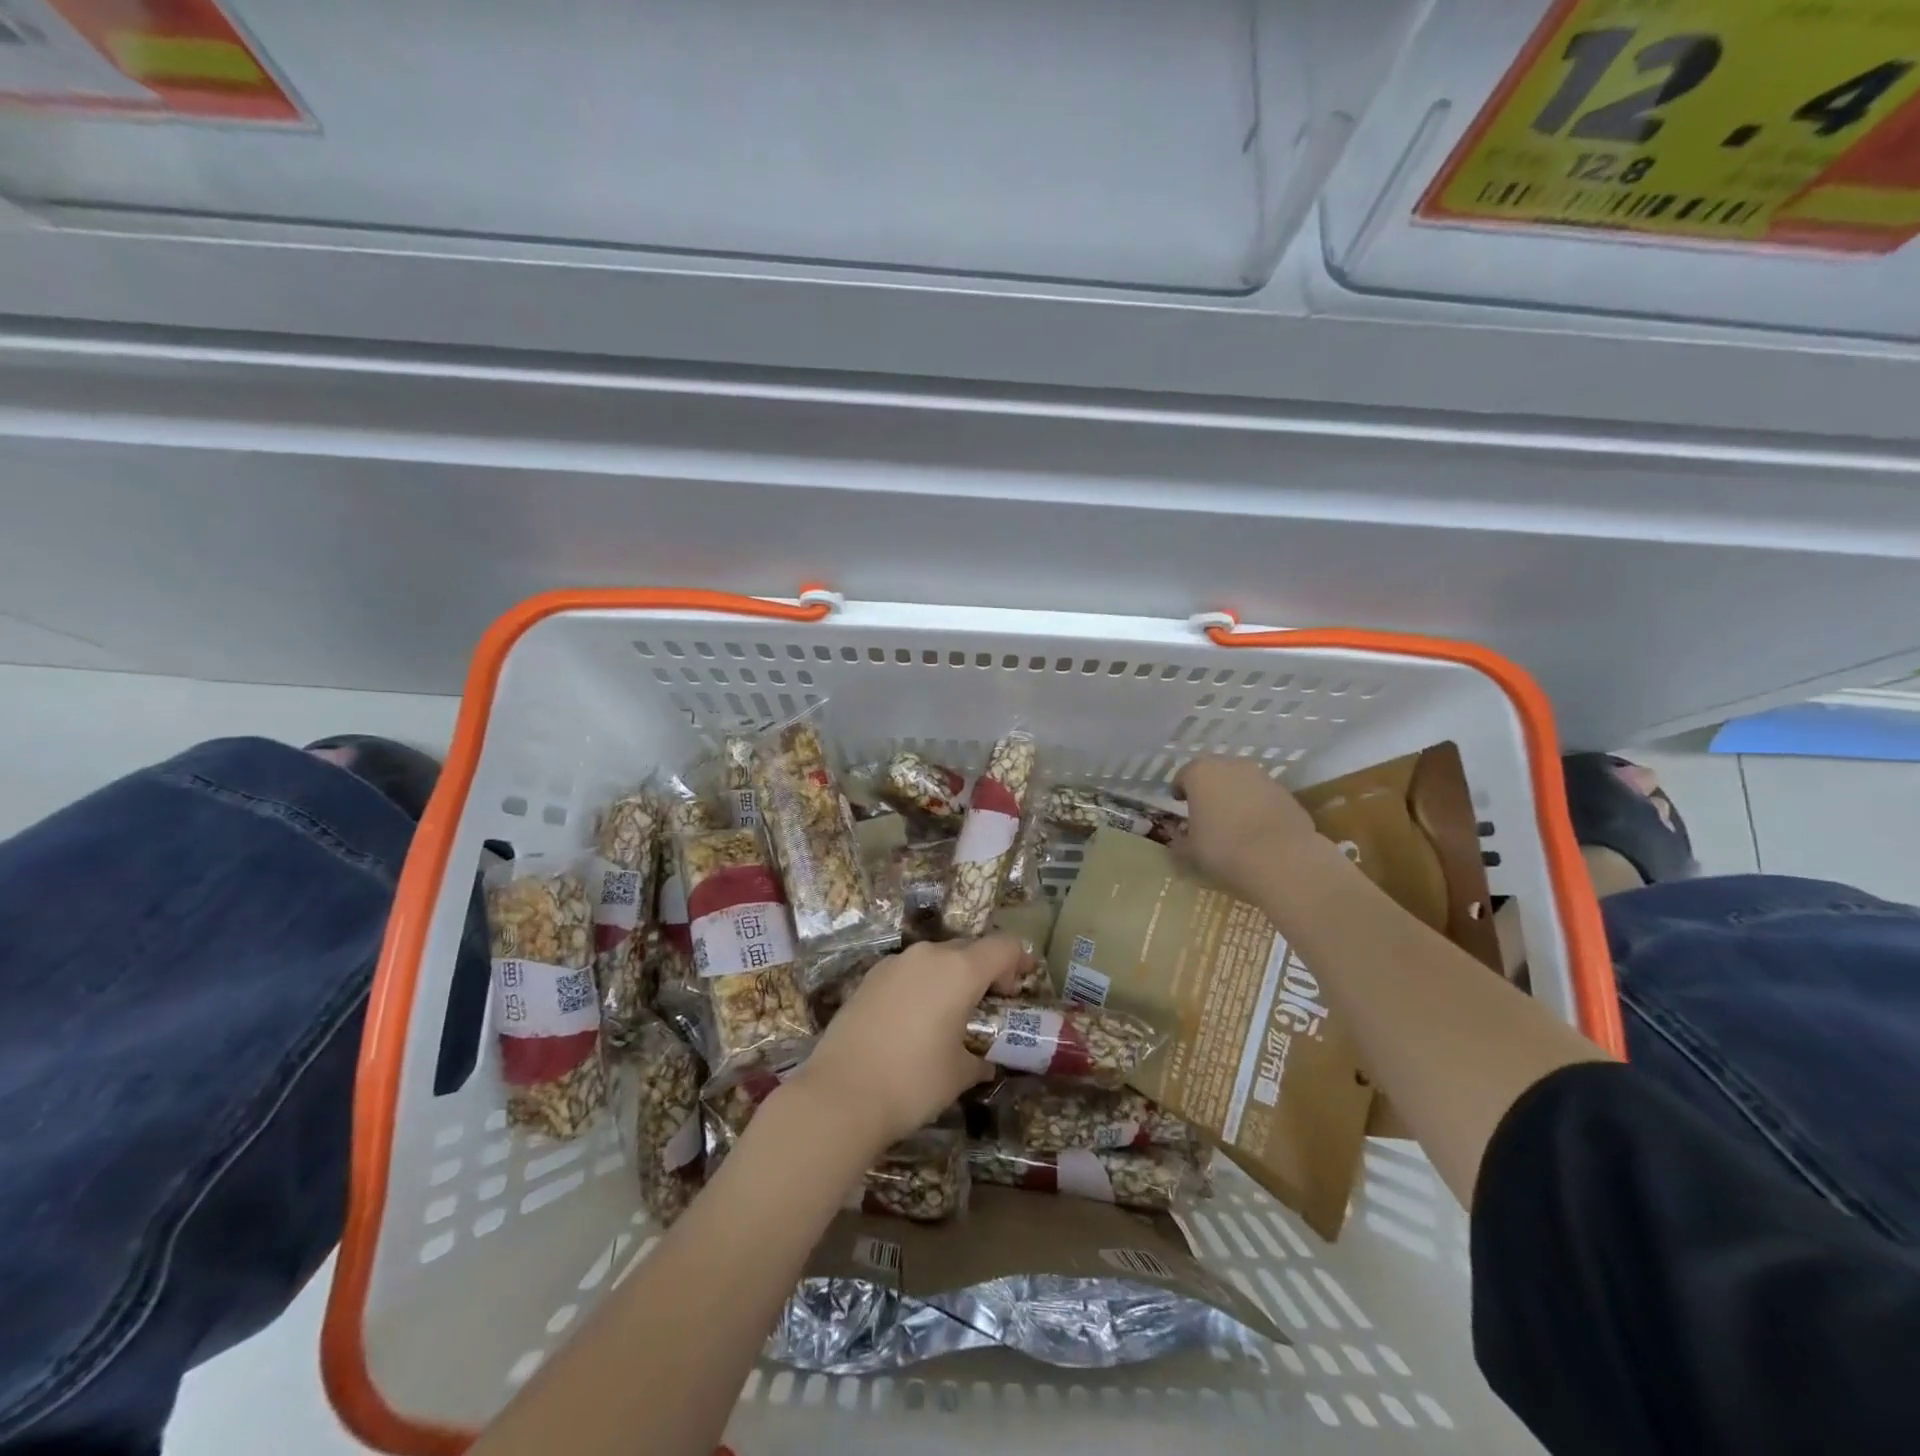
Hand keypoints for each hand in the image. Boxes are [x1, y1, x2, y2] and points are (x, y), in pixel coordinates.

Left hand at [782, 934, 1031, 1155]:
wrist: (840, 1093)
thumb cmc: (913, 1081)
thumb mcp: (959, 1074)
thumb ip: (979, 1059)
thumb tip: (984, 1062)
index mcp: (960, 970)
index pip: (1004, 946)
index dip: (1019, 962)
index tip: (1021, 988)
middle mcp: (928, 955)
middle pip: (969, 948)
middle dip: (985, 971)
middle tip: (990, 1004)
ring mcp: (894, 963)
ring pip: (936, 958)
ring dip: (951, 977)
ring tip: (951, 1014)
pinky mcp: (869, 977)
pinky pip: (908, 971)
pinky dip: (922, 985)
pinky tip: (915, 1020)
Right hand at [1173, 755, 1334, 902]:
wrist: (1281, 859)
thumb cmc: (1223, 849)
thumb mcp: (1189, 851)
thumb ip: (1180, 840)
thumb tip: (1179, 837)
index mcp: (1200, 773)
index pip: (1183, 775)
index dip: (1180, 791)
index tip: (1179, 804)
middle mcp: (1231, 766)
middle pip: (1214, 774)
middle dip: (1209, 790)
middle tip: (1206, 813)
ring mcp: (1263, 777)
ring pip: (1241, 783)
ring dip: (1236, 797)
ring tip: (1234, 823)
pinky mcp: (1287, 793)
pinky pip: (1264, 797)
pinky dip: (1258, 808)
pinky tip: (1258, 831)